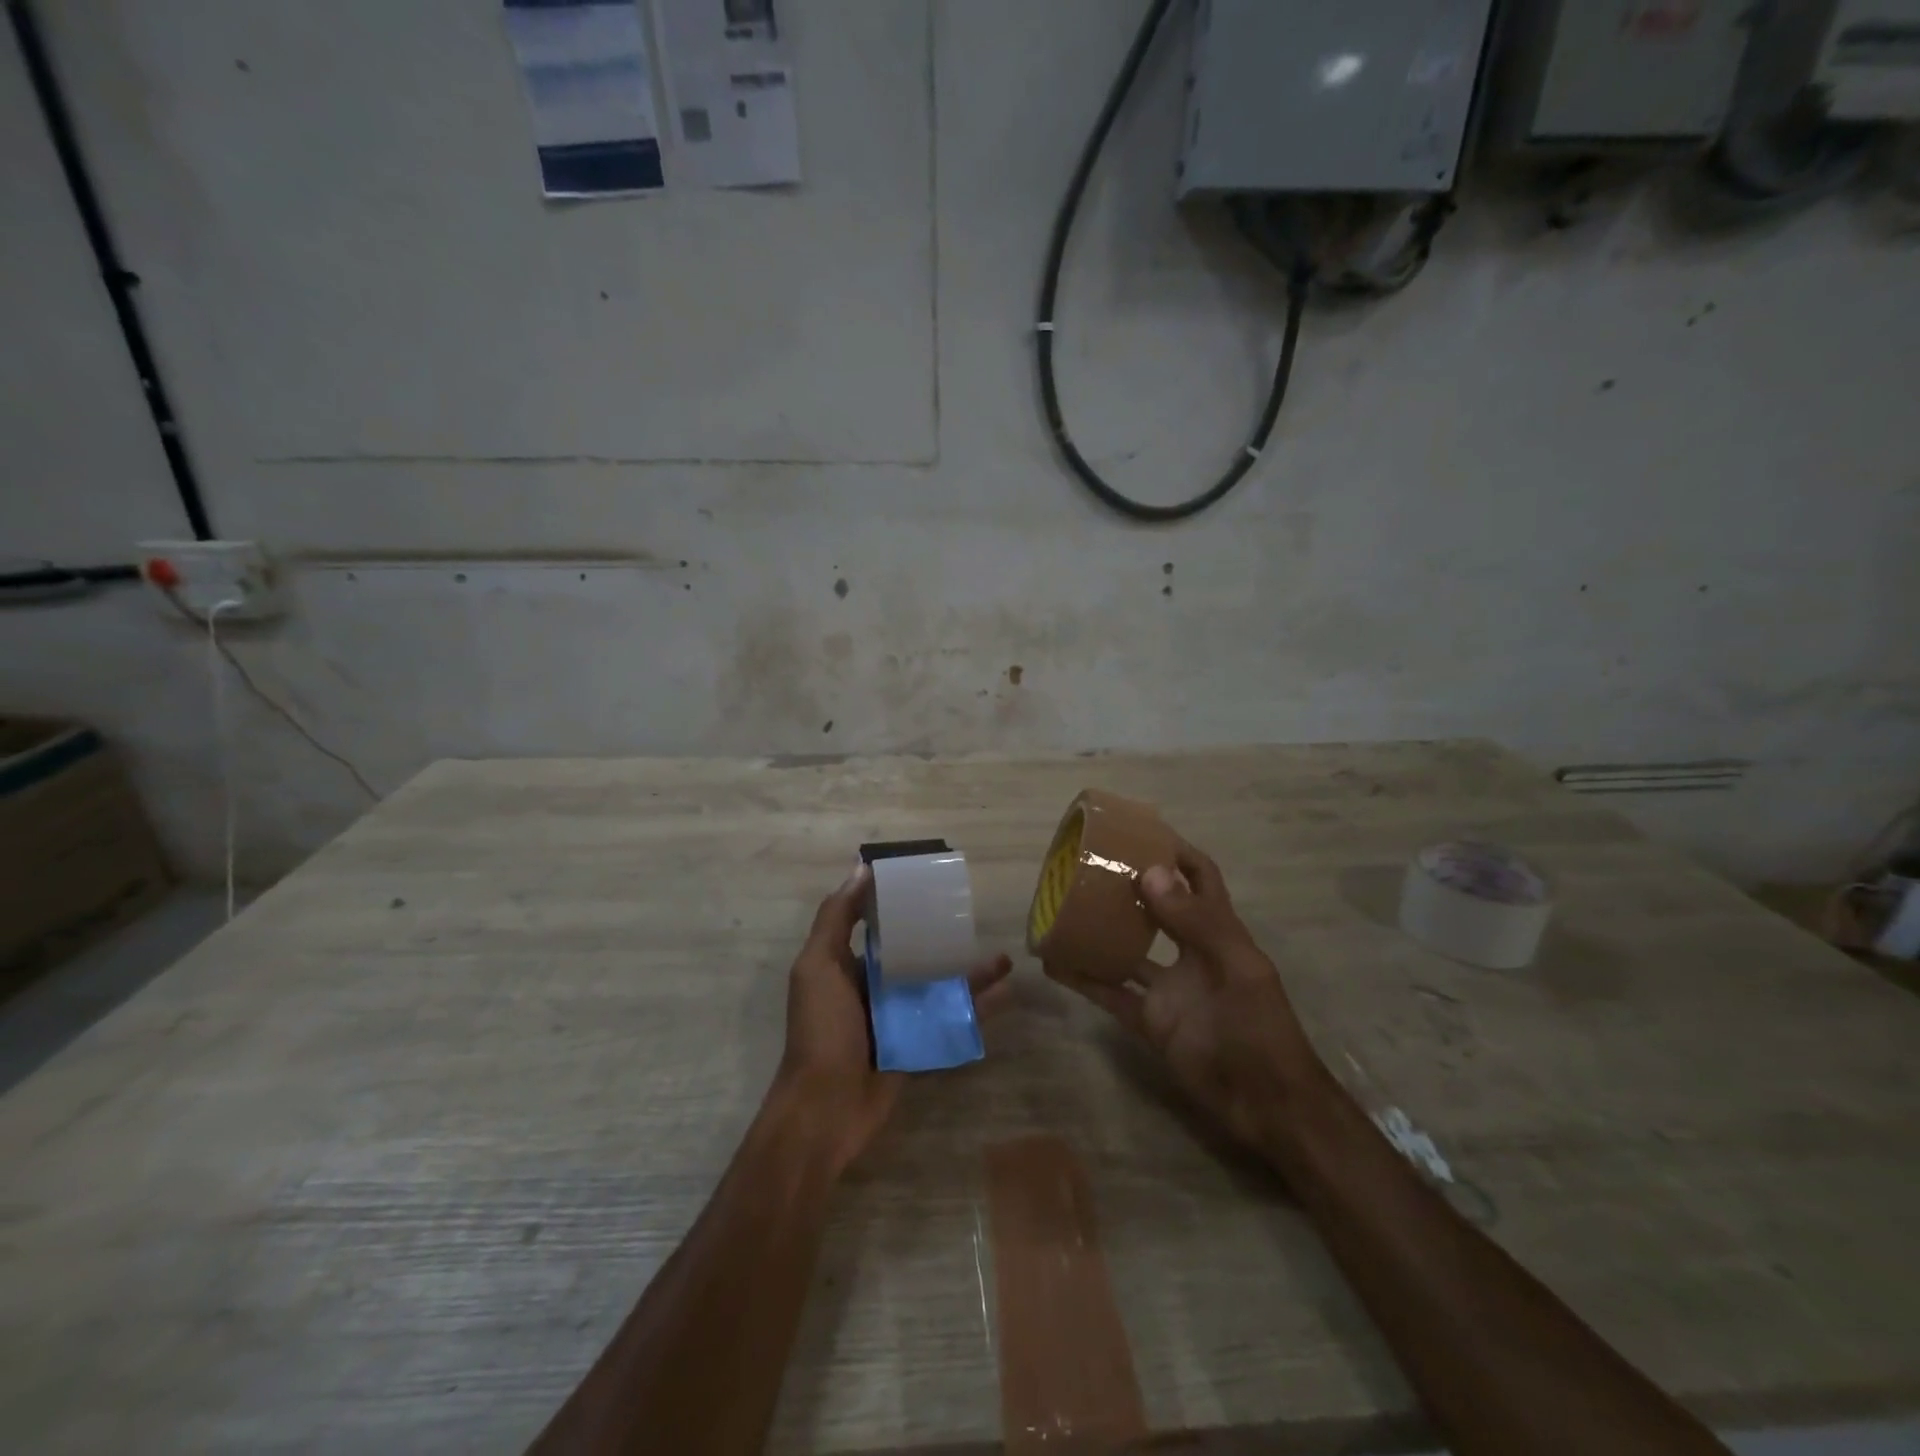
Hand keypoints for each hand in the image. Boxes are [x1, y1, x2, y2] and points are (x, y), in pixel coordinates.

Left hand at [773, 865, 1011, 1174]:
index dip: (900, 901)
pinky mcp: (919, 1043)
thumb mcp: (818, 966)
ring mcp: (900, 1016)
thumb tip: (861, 868)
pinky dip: (978, 1008)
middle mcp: (875, 986)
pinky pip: (952, 1020)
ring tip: (1004, 958)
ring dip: (970, 972)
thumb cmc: (822, 1029)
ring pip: (940, 985)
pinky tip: (1006, 993)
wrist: (826, 1109)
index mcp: (848, 964)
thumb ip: (836, 918)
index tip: (929, 880)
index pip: (878, 923)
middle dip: (943, 937)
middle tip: (975, 920)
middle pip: (916, 952)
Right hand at [1046, 843, 1323, 1152]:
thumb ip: (1195, 922)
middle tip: (1087, 866)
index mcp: (1219, 932)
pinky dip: (1083, 978)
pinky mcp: (1149, 1020)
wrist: (1266, 1105)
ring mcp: (1167, 988)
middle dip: (1128, 886)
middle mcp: (1190, 953)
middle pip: (1156, 908)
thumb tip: (1149, 871)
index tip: (1139, 834)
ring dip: (1099, 930)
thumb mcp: (1235, 968)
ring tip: (1062, 907)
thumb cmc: (1260, 1029)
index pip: (1200, 879)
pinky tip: (1054, 963)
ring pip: (1126, 949)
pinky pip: (1110, 993)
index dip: (1177, 854)